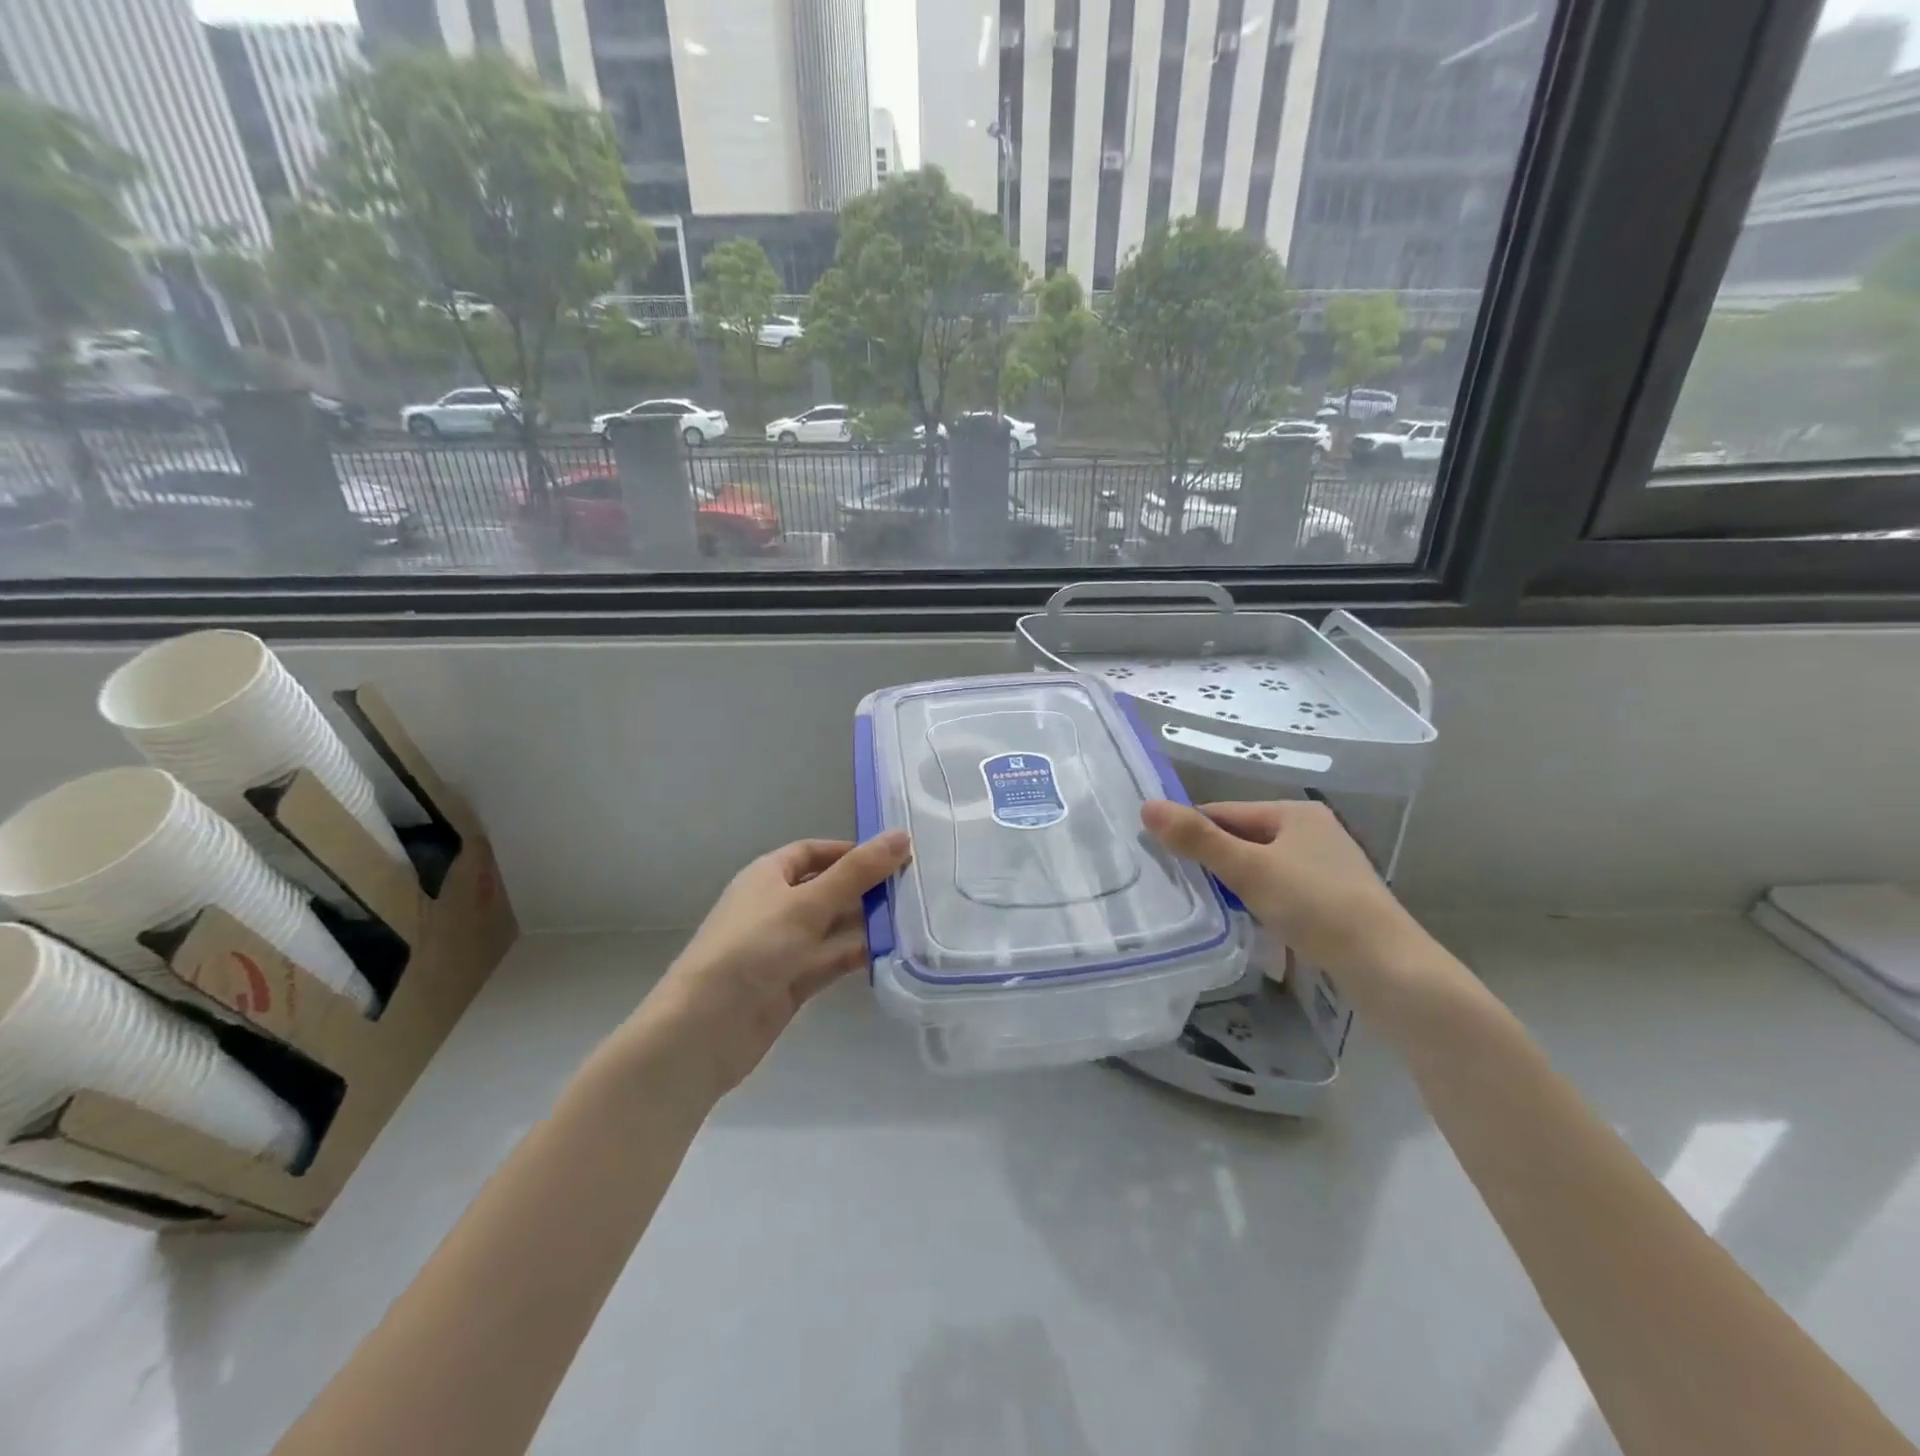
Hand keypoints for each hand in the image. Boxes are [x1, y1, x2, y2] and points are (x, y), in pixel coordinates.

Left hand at [621, 832, 910, 1101]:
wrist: (704, 1029)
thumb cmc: (752, 948)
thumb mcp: (807, 903)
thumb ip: (857, 872)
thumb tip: (900, 835)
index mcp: (768, 875)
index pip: (814, 852)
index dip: (851, 852)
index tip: (893, 857)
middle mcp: (775, 906)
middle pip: (827, 889)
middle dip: (865, 889)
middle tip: (914, 889)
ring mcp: (783, 947)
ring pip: (832, 927)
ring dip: (866, 924)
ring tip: (913, 920)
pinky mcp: (791, 983)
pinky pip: (830, 960)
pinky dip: (856, 955)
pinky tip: (892, 953)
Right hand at [1142, 799, 1430, 984]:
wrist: (1388, 969)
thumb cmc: (1316, 907)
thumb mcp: (1249, 870)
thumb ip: (1198, 839)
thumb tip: (1146, 806)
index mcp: (1295, 813)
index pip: (1225, 813)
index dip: (1191, 833)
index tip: (1158, 858)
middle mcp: (1313, 832)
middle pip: (1243, 839)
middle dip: (1212, 861)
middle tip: (1177, 887)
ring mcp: (1326, 868)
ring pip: (1260, 868)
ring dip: (1234, 885)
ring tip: (1206, 907)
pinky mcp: (1332, 901)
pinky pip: (1279, 891)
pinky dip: (1258, 902)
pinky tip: (1246, 923)